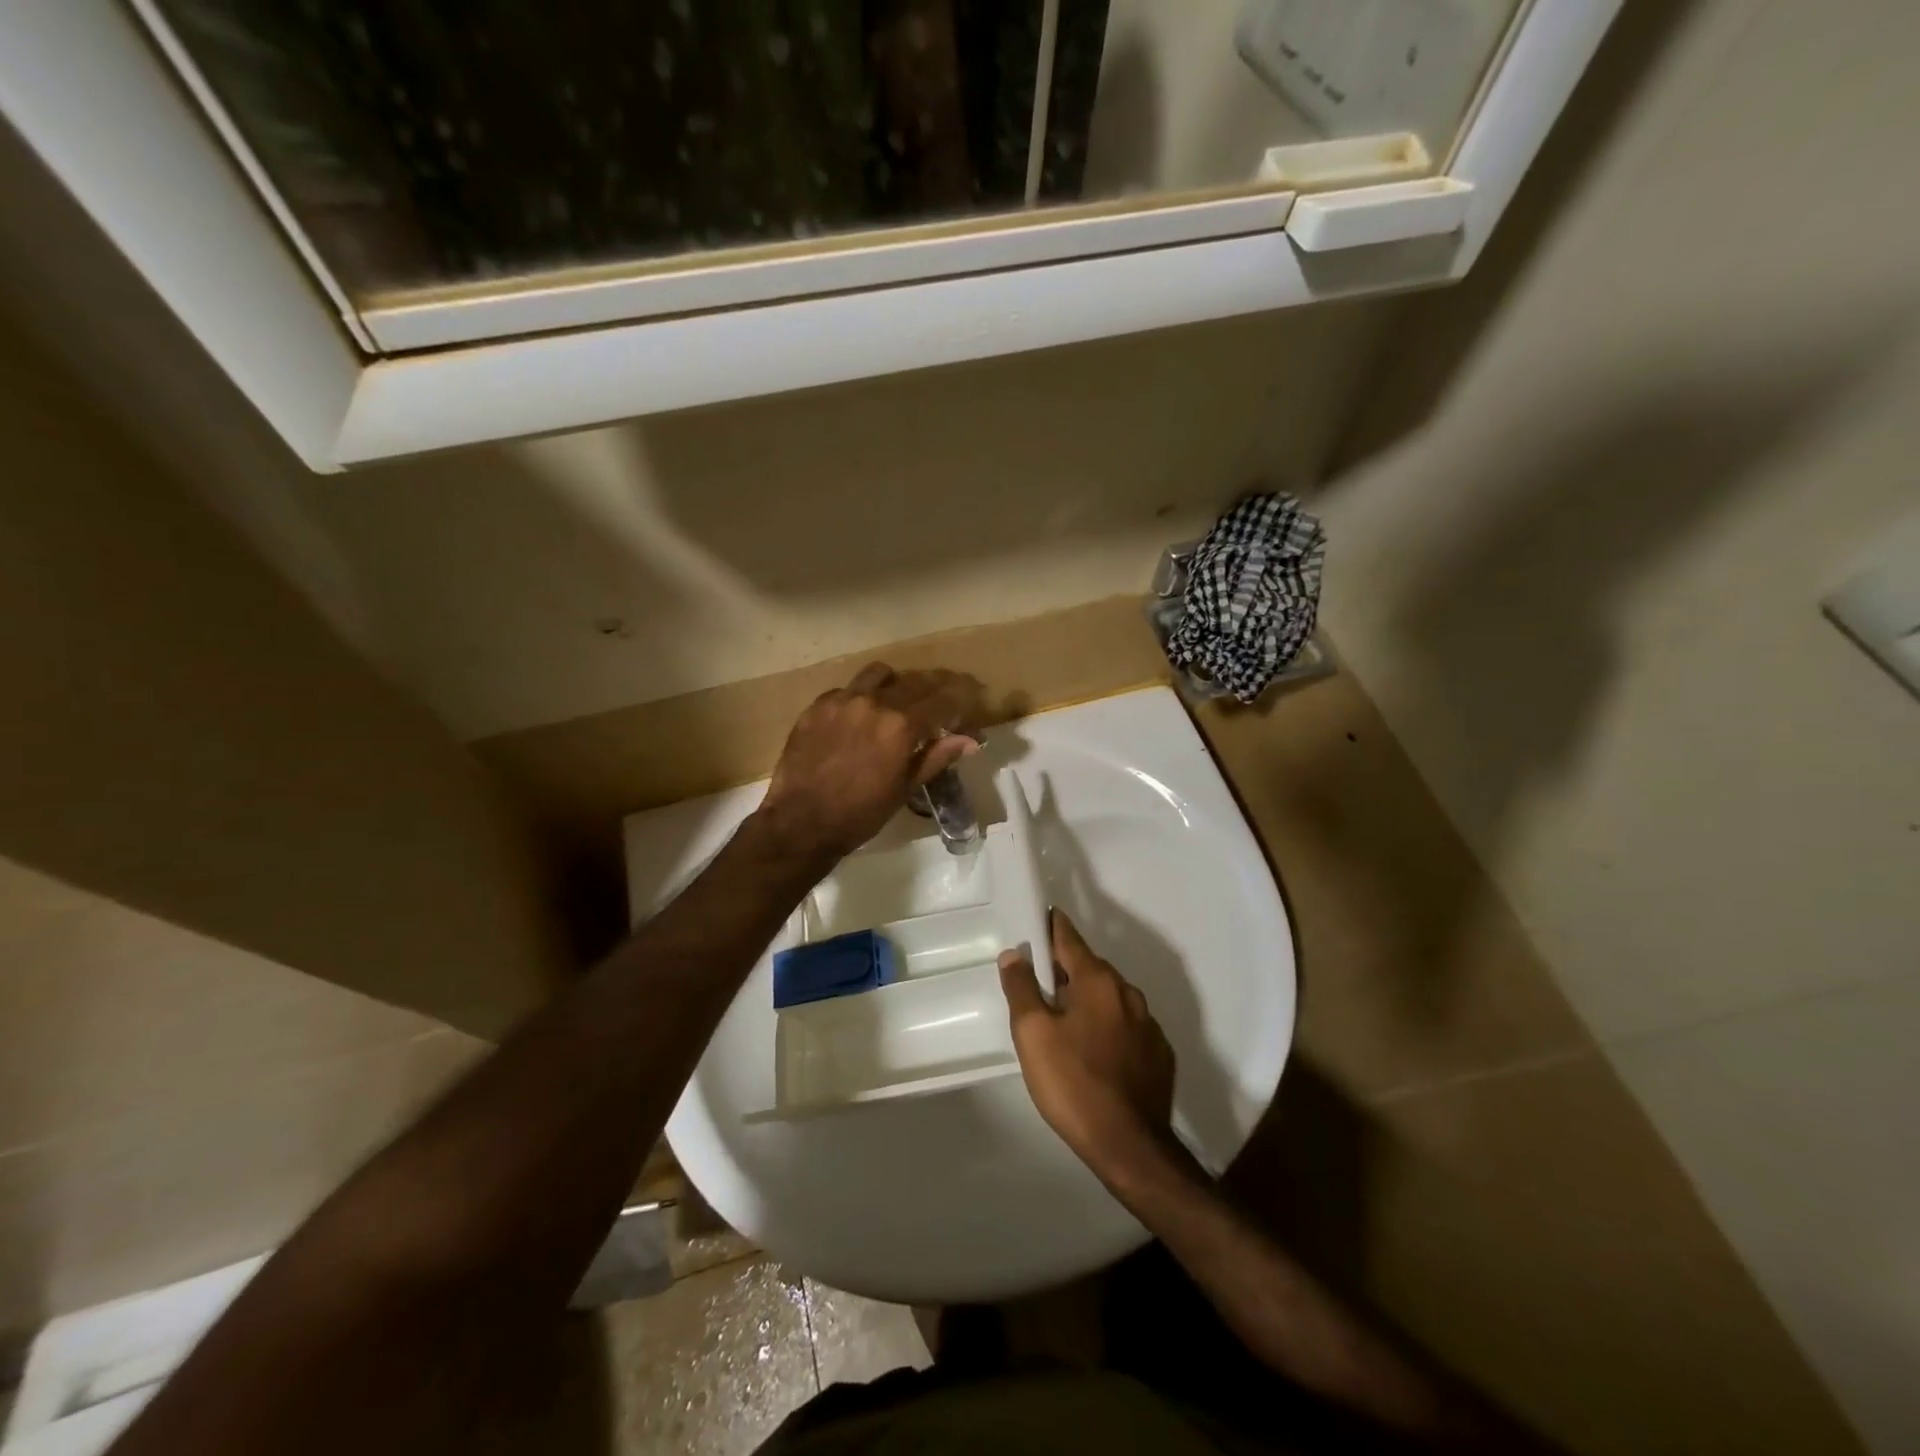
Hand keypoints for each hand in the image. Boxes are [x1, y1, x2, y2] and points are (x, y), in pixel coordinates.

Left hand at [758, 663, 982, 862]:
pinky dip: (860, 697)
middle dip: (935, 687)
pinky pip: (846, 689)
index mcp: (901, 726)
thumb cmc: (860, 813)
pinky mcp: (816, 706)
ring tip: (897, 699)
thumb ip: (937, 757)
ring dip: (895, 683)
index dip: (961, 698)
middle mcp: (874, 703)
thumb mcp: (904, 788)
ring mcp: (842, 701)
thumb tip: (971, 740)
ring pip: (878, 674)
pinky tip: (859, 717)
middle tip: (943, 697)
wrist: (801, 822)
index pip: (942, 700)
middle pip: (915, 681)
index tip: (971, 698)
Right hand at [999, 911, 1176, 1181]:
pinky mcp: (1159, 1054)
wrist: (1131, 1147)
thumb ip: (1021, 989)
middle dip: (1065, 972)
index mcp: (1098, 980)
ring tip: (1064, 1027)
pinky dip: (1108, 1030)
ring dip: (1087, 1002)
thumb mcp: (1033, 1035)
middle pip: (1090, 969)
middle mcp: (1128, 992)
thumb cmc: (1074, 1083)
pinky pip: (1127, 1028)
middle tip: (1038, 989)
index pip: (1069, 937)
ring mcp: (1148, 1024)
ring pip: (1110, 999)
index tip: (1036, 920)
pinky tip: (1095, 1056)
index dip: (1050, 927)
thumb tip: (1014, 954)